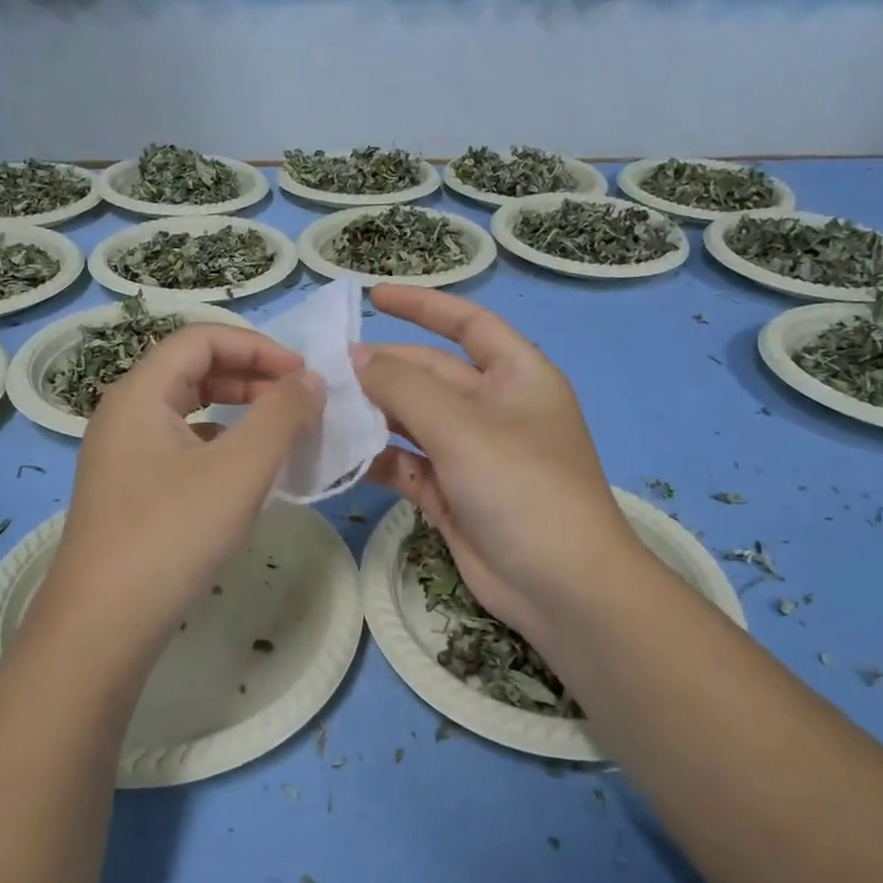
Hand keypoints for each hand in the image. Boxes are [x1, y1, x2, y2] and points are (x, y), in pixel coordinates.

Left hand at [23, 324, 323, 668]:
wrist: (104, 623)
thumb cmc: (172, 534)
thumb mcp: (240, 469)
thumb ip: (282, 415)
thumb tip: (311, 380)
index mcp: (140, 393)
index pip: (201, 338)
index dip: (258, 346)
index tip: (303, 374)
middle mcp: (124, 413)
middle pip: (192, 369)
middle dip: (250, 376)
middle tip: (297, 401)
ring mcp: (123, 454)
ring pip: (187, 409)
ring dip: (237, 409)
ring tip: (279, 432)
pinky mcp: (130, 489)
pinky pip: (181, 445)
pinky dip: (220, 443)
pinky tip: (245, 471)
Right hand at [354, 285, 639, 641]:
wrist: (560, 586)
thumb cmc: (523, 487)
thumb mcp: (462, 427)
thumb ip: (404, 388)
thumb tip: (357, 359)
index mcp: (517, 376)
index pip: (468, 324)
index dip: (423, 305)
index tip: (373, 296)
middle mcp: (495, 409)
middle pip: (431, 374)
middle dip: (384, 369)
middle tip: (326, 368)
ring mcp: (472, 454)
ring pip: (414, 421)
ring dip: (374, 415)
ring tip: (322, 407)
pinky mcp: (452, 494)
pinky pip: (408, 465)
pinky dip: (377, 459)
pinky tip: (339, 454)